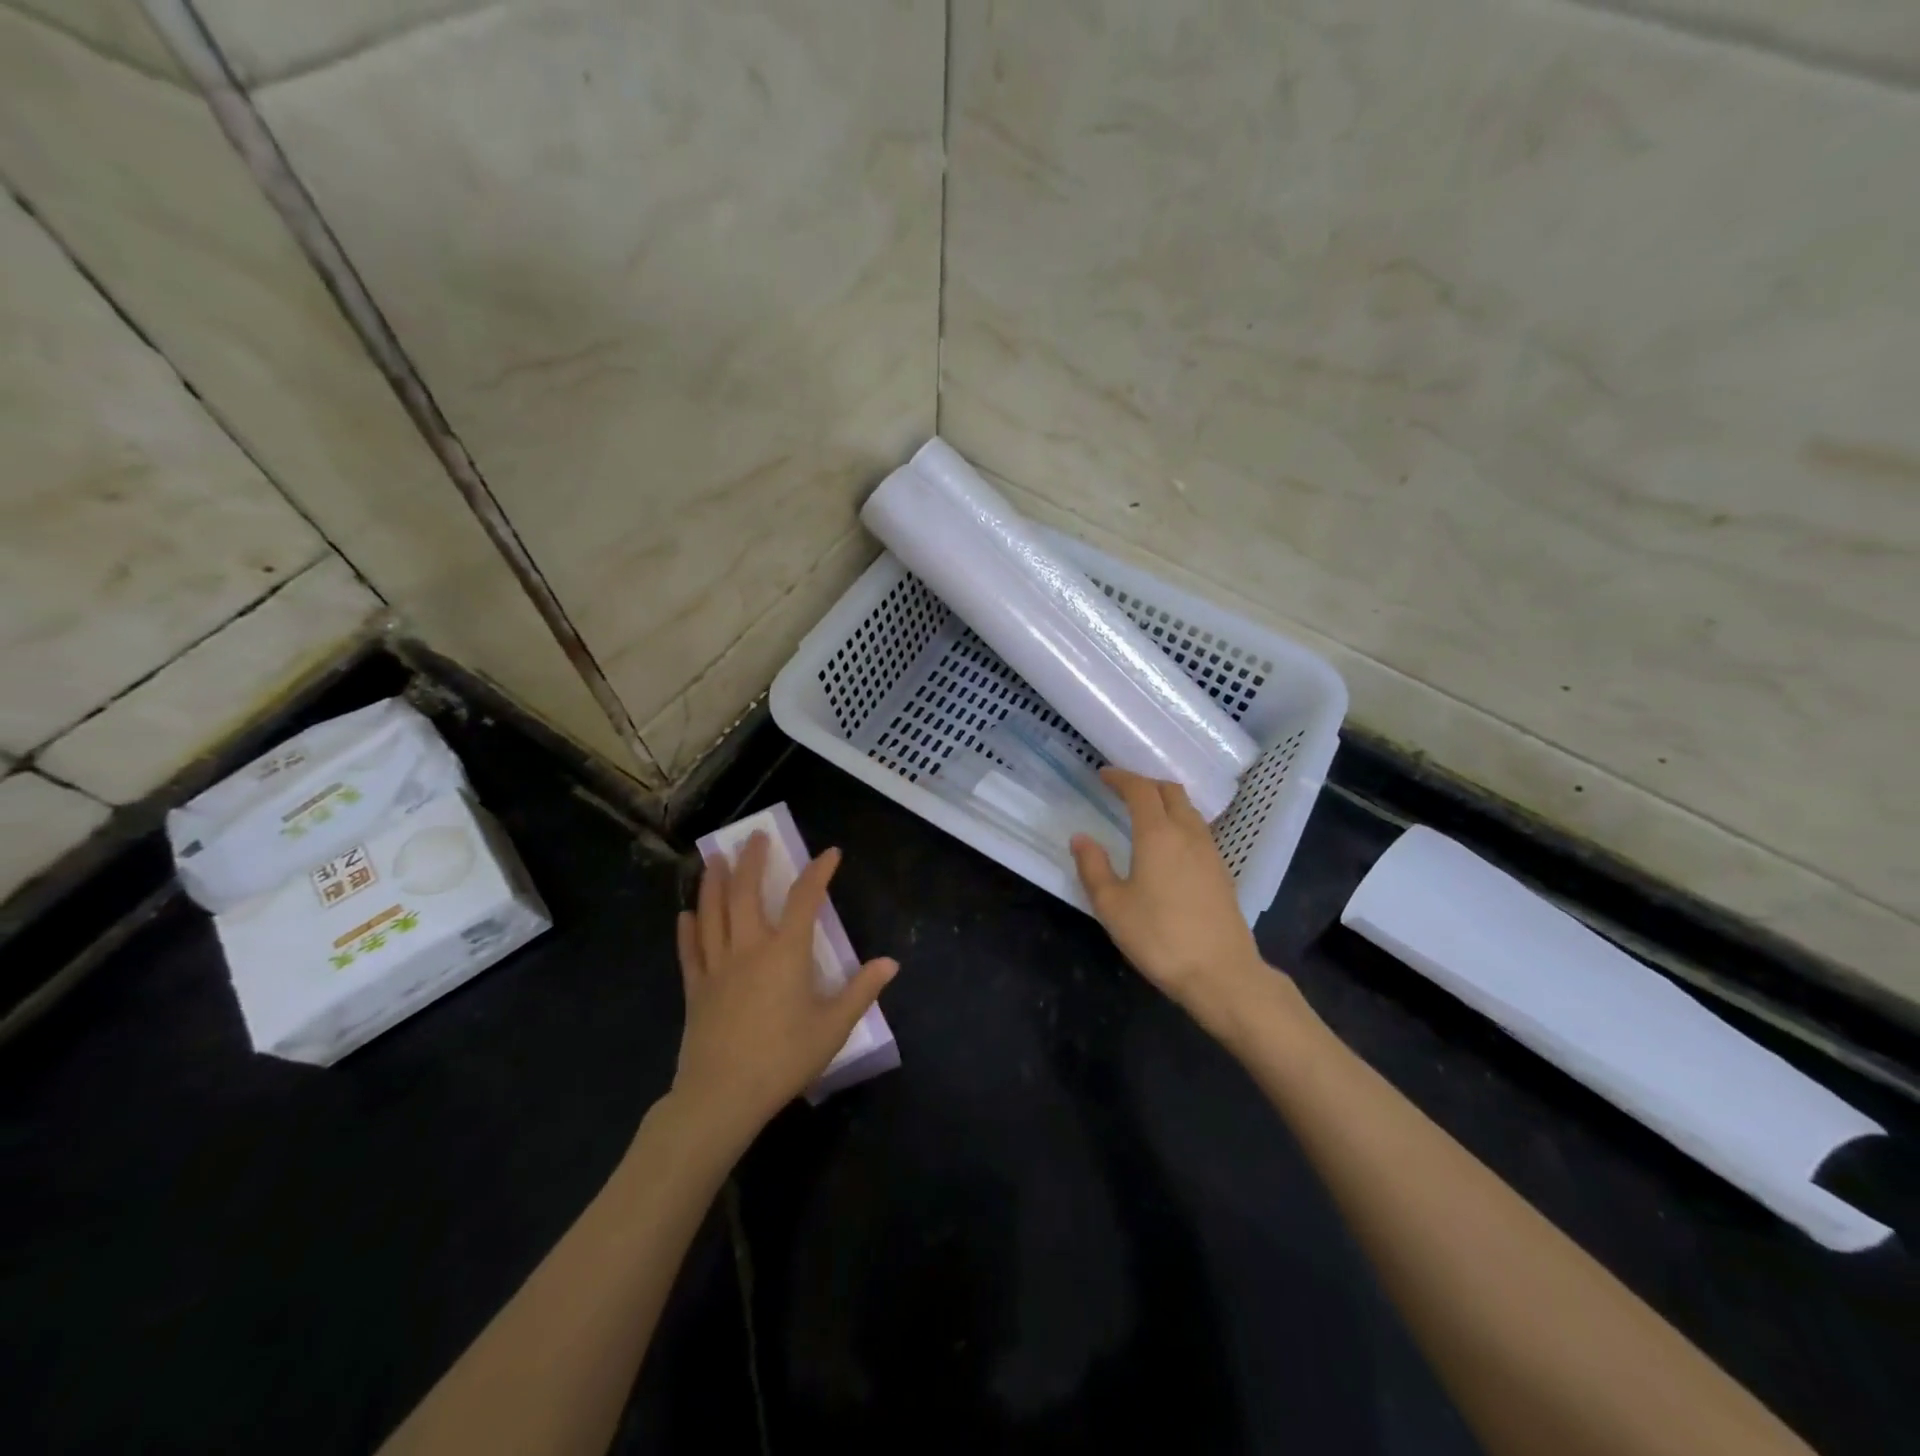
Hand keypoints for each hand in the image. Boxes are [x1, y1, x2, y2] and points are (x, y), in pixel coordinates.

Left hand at [672, 834, 896, 1144]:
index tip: (830, 853)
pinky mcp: (695, 989)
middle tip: (753, 836)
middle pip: (746, 894)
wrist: (722, 1096)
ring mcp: (717, 967)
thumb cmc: (784, 1059)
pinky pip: (690, 951)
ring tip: (716, 859)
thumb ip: (861, 991)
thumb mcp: (833, 1027)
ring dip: (714, 883)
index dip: (819, 872)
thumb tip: (890, 963)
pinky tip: (684, 914)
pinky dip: (687, 930)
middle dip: (752, 861)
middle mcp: (748, 948)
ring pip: (712, 914)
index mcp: (786, 953)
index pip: (805, 899)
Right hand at [1071, 768, 1269, 1030]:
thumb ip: (1093, 867)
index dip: (1121, 778)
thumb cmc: (1159, 937)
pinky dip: (1180, 823)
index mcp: (1158, 834)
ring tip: (1145, 814)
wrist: (1221, 974)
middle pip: (1171, 792)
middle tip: (1123, 791)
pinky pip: (1199, 831)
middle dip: (1146, 784)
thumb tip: (1081, 838)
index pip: (1140, 790)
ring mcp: (1211, 852)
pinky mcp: (1222, 872)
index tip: (1104, 775)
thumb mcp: (1112, 906)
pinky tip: (1169, 845)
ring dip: (1166, 802)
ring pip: (1189, 810)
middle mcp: (1188, 834)